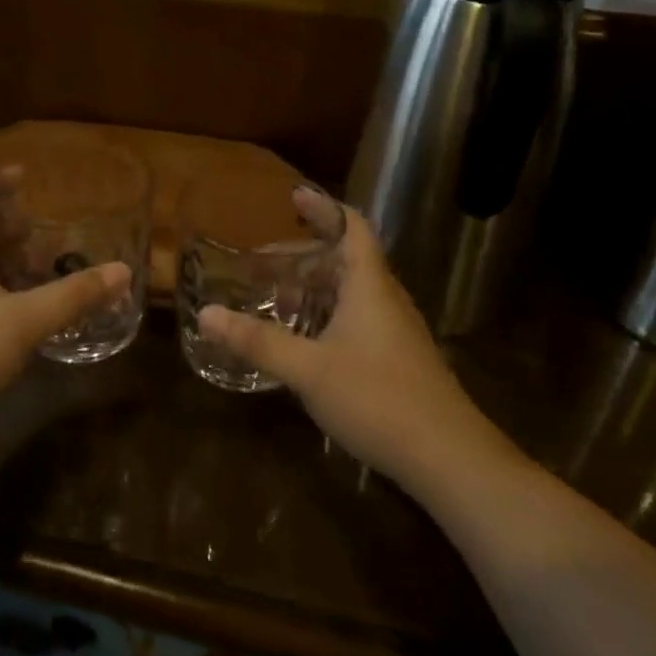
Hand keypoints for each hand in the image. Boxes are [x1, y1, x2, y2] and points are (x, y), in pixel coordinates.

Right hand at [197, 197, 508, 492]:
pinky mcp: (399, 358)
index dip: (323, 208)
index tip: (293, 198)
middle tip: (263, 264)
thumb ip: (258, 341)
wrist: (449, 457)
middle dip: (304, 255)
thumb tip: (206, 314)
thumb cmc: (378, 398)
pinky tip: (306, 342)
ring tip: (277, 299)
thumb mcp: (308, 369)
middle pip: (346, 259)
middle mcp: (385, 298)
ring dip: (315, 288)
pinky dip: (328, 315)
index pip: (351, 226)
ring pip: (352, 292)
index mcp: (368, 284)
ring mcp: (396, 329)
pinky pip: (358, 318)